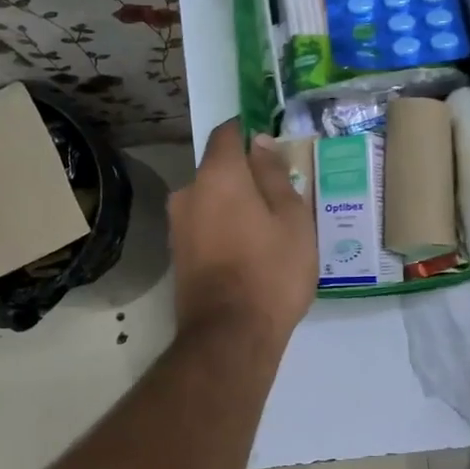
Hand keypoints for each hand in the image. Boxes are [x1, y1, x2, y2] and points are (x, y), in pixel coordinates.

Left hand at [168, 120, 316, 345]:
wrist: (230, 337)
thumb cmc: (271, 272)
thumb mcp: (291, 219)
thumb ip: (274, 175)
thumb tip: (259, 142)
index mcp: (217, 176)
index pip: (227, 132)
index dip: (250, 131)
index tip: (273, 146)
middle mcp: (188, 193)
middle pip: (219, 169)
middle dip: (246, 176)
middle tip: (281, 199)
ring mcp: (178, 226)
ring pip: (211, 200)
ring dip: (235, 206)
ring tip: (268, 232)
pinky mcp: (177, 255)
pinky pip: (205, 227)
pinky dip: (224, 230)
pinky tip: (249, 253)